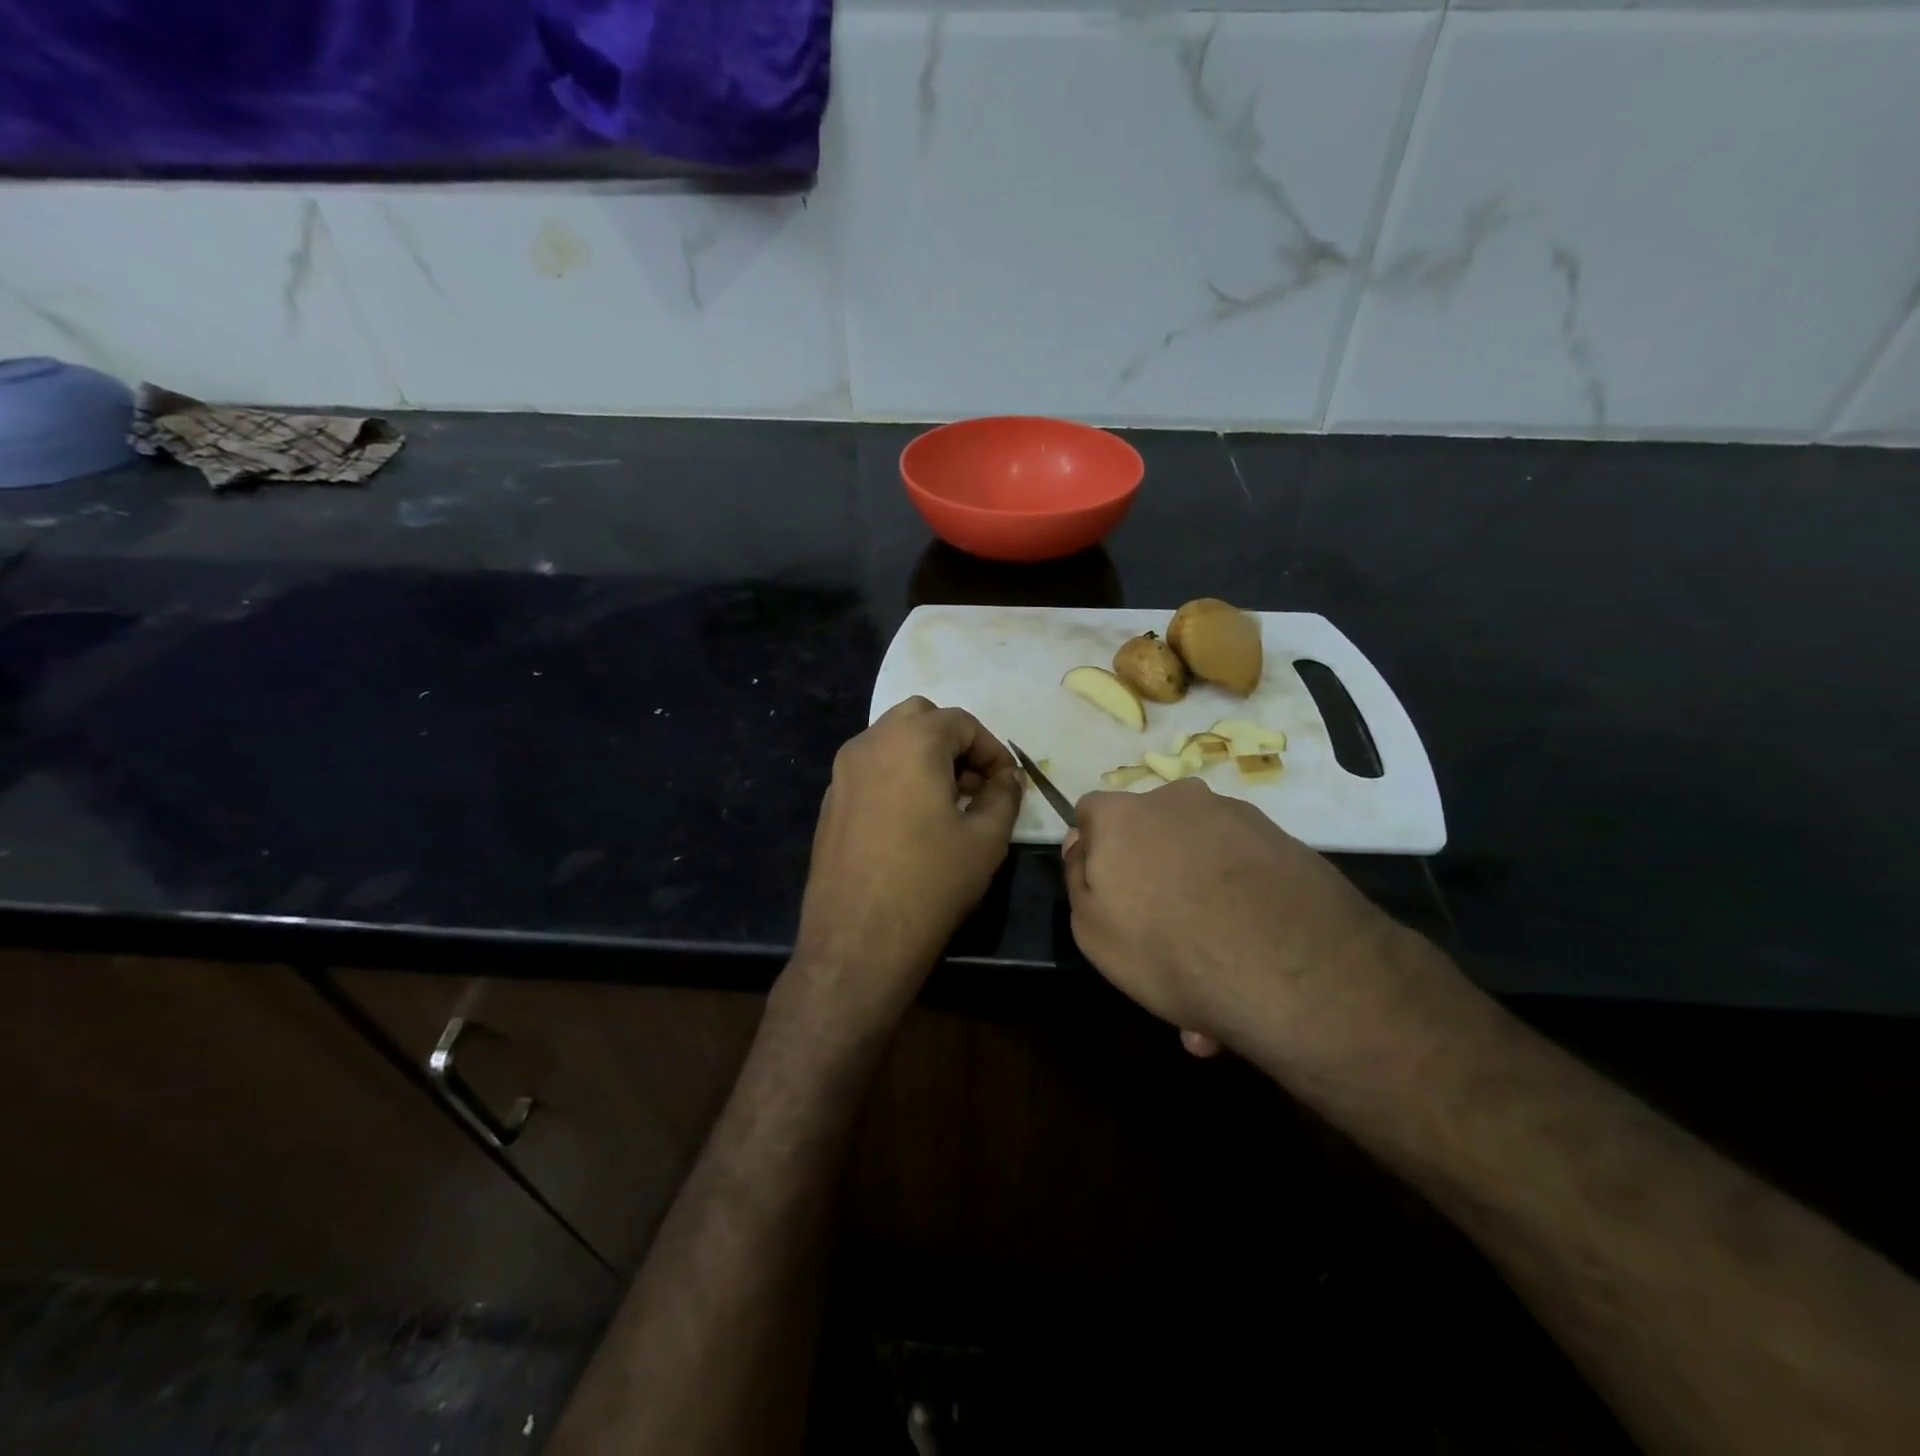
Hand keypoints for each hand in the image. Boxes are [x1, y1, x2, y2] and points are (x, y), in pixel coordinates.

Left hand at [787, 698, 1022, 1034]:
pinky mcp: (830, 800)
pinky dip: (896, 775)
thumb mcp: (986, 838)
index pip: (962, 722)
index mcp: (912, 740)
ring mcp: (842, 771)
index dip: (992, 750)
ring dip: (923, 756)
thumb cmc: (931, 882)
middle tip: (973, 784)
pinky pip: (870, 768)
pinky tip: (911, 821)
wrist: (858, 939)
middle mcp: (870, 742)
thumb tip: (1006, 777)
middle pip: (920, 718)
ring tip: (946, 803)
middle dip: (953, 742)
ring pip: (891, 740)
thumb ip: (1003, 795)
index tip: (1006, 784)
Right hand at [1062, 778, 1406, 1058]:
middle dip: (1151, 872)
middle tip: (1162, 933)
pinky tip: (1249, 951)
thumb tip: (1080, 842)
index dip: (1093, 851)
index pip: (1091, 812)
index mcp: (1123, 814)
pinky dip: (1239, 898)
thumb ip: (1077, 876)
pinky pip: (1243, 868)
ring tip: (1213, 959)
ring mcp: (1236, 816)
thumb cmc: (1167, 947)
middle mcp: (1178, 799)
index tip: (1107, 892)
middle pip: (1150, 830)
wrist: (1291, 968)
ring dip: (1198, 891)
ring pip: (1200, 853)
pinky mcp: (1283, 840)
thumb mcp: (1091, 929)